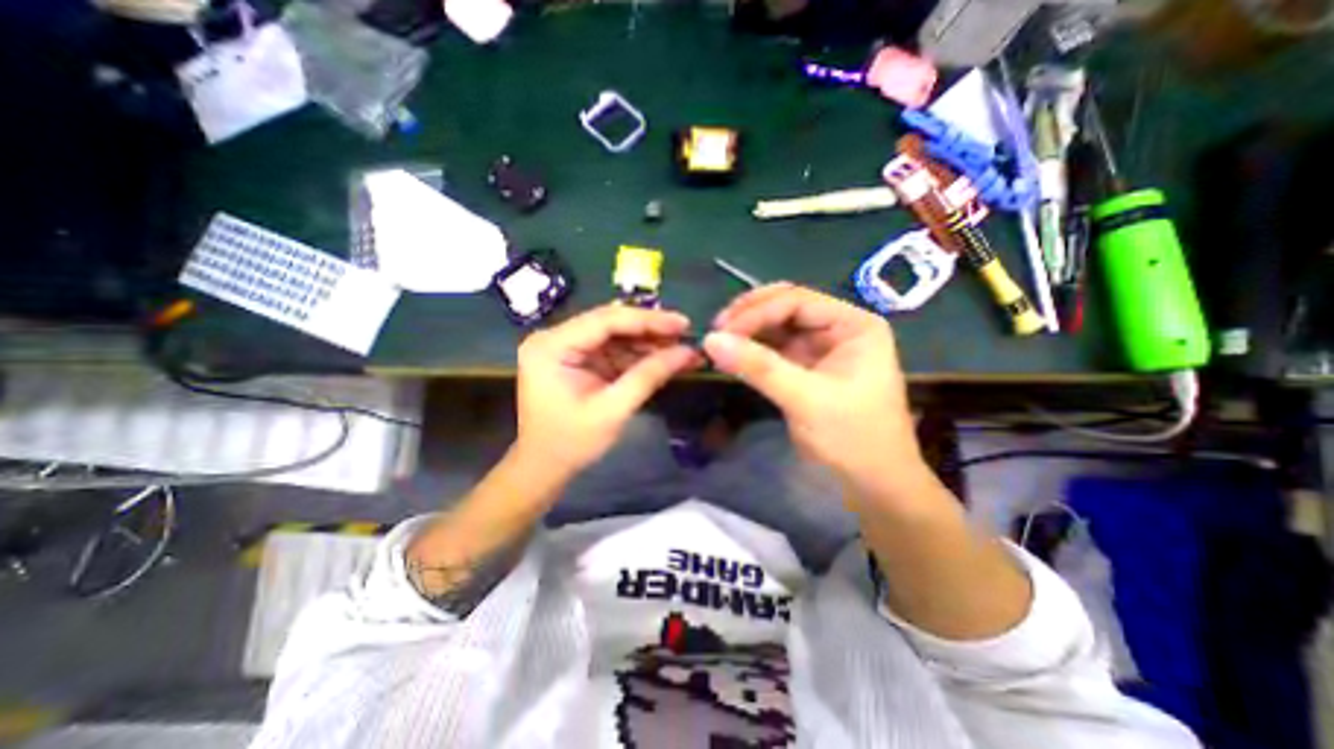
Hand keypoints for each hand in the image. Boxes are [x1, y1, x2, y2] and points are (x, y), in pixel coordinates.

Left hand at [511, 303, 701, 476]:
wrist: (544, 468)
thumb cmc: (571, 443)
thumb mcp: (612, 410)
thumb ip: (648, 376)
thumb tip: (688, 352)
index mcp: (551, 346)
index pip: (605, 320)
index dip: (648, 320)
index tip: (683, 324)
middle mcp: (555, 338)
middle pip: (610, 324)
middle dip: (650, 330)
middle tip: (686, 334)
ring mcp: (567, 348)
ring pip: (615, 335)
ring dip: (648, 343)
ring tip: (682, 349)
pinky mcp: (578, 359)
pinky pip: (613, 350)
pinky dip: (638, 355)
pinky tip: (664, 358)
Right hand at [701, 286, 925, 490]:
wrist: (875, 485)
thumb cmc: (853, 439)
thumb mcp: (806, 399)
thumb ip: (759, 367)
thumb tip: (710, 340)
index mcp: (853, 324)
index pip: (797, 302)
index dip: (756, 312)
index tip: (721, 330)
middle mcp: (838, 328)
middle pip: (787, 307)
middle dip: (751, 315)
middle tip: (717, 329)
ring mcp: (822, 348)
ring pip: (778, 327)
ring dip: (748, 331)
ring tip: (719, 341)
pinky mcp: (807, 368)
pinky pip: (775, 350)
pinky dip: (753, 350)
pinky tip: (733, 355)